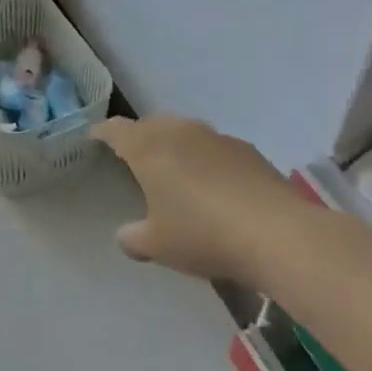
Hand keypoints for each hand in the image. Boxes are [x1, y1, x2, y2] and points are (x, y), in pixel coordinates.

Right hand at [94, 115, 296, 282]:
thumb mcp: (157, 244)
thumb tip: (126, 235)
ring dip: (176, 147)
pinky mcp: (248, 150)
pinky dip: (207, 161)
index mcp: (147, 146)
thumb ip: (133, 238)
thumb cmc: (202, 233)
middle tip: (134, 158)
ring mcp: (216, 137)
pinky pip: (215, 149)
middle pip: (151, 125)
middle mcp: (179, 131)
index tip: (94, 137)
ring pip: (185, 133)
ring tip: (176, 172)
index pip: (115, 129)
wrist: (277, 233)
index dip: (102, 132)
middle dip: (140, 138)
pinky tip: (215, 187)